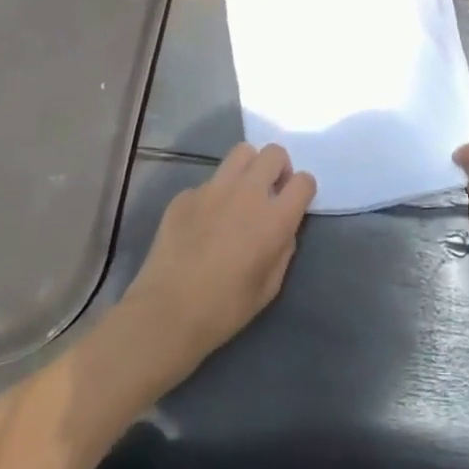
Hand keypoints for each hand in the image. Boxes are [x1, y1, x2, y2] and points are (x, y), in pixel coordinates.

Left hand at [121, 142, 315, 369]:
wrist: (164, 315)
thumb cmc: (223, 310)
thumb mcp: (269, 287)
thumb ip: (283, 249)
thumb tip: (282, 229)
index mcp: (274, 218)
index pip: (304, 181)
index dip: (303, 190)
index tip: (294, 203)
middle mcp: (247, 193)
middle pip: (274, 153)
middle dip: (278, 168)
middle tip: (269, 192)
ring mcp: (213, 189)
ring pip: (241, 153)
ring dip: (248, 169)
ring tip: (239, 195)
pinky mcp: (185, 195)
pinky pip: (208, 184)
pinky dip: (212, 197)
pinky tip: (201, 225)